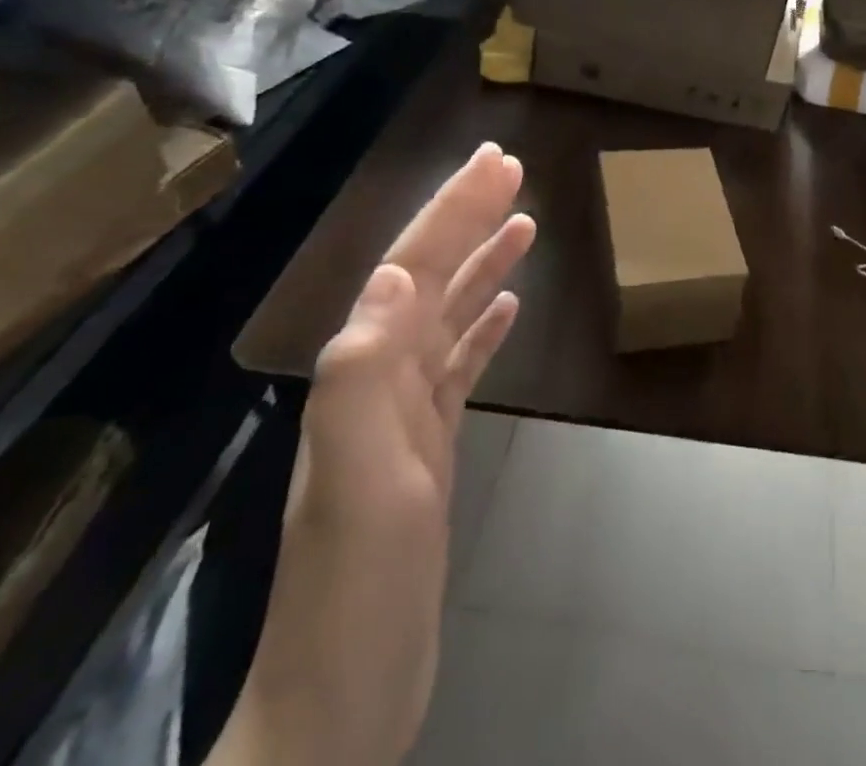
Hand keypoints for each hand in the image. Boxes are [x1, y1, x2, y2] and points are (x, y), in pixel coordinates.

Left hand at [215, 143, 534, 765]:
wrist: (342, 701)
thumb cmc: (356, 589)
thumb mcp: (360, 481)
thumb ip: (365, 374)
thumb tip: (397, 275)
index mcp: (365, 374)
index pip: (413, 268)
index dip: (451, 211)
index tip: (494, 164)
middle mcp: (380, 379)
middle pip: (431, 278)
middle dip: (468, 218)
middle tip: (512, 170)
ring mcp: (405, 415)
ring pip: (448, 315)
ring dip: (481, 264)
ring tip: (523, 225)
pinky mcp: (428, 446)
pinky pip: (459, 366)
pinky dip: (482, 327)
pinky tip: (507, 307)